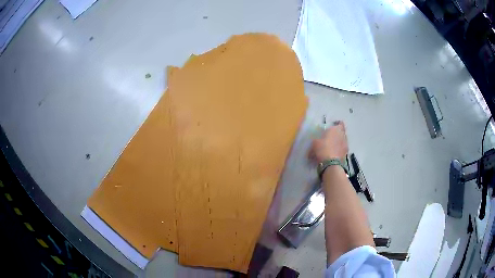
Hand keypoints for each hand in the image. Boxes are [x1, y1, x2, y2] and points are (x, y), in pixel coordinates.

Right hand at [309, 121, 348, 162]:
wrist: (331, 164)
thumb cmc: (322, 149)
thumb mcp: (314, 143)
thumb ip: (316, 140)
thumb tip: (315, 142)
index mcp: (336, 129)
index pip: (340, 123)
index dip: (336, 125)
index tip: (331, 127)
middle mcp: (343, 135)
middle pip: (341, 132)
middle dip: (336, 134)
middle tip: (329, 138)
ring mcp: (346, 145)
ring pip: (342, 141)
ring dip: (338, 143)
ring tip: (331, 147)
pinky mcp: (346, 154)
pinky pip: (342, 149)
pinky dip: (339, 150)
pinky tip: (333, 154)